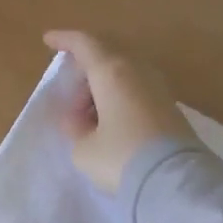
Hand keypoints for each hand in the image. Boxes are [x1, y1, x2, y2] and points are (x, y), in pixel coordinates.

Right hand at [43, 30, 195, 193]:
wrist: (174, 182)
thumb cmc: (120, 158)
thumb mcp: (84, 149)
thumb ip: (76, 129)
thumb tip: (79, 120)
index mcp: (112, 72)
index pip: (85, 44)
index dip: (65, 40)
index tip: (49, 40)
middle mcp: (138, 71)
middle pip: (107, 56)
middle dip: (85, 72)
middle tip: (71, 101)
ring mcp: (158, 88)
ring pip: (124, 74)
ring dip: (103, 88)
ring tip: (89, 119)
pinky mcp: (171, 107)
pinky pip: (137, 90)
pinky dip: (120, 99)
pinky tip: (111, 125)